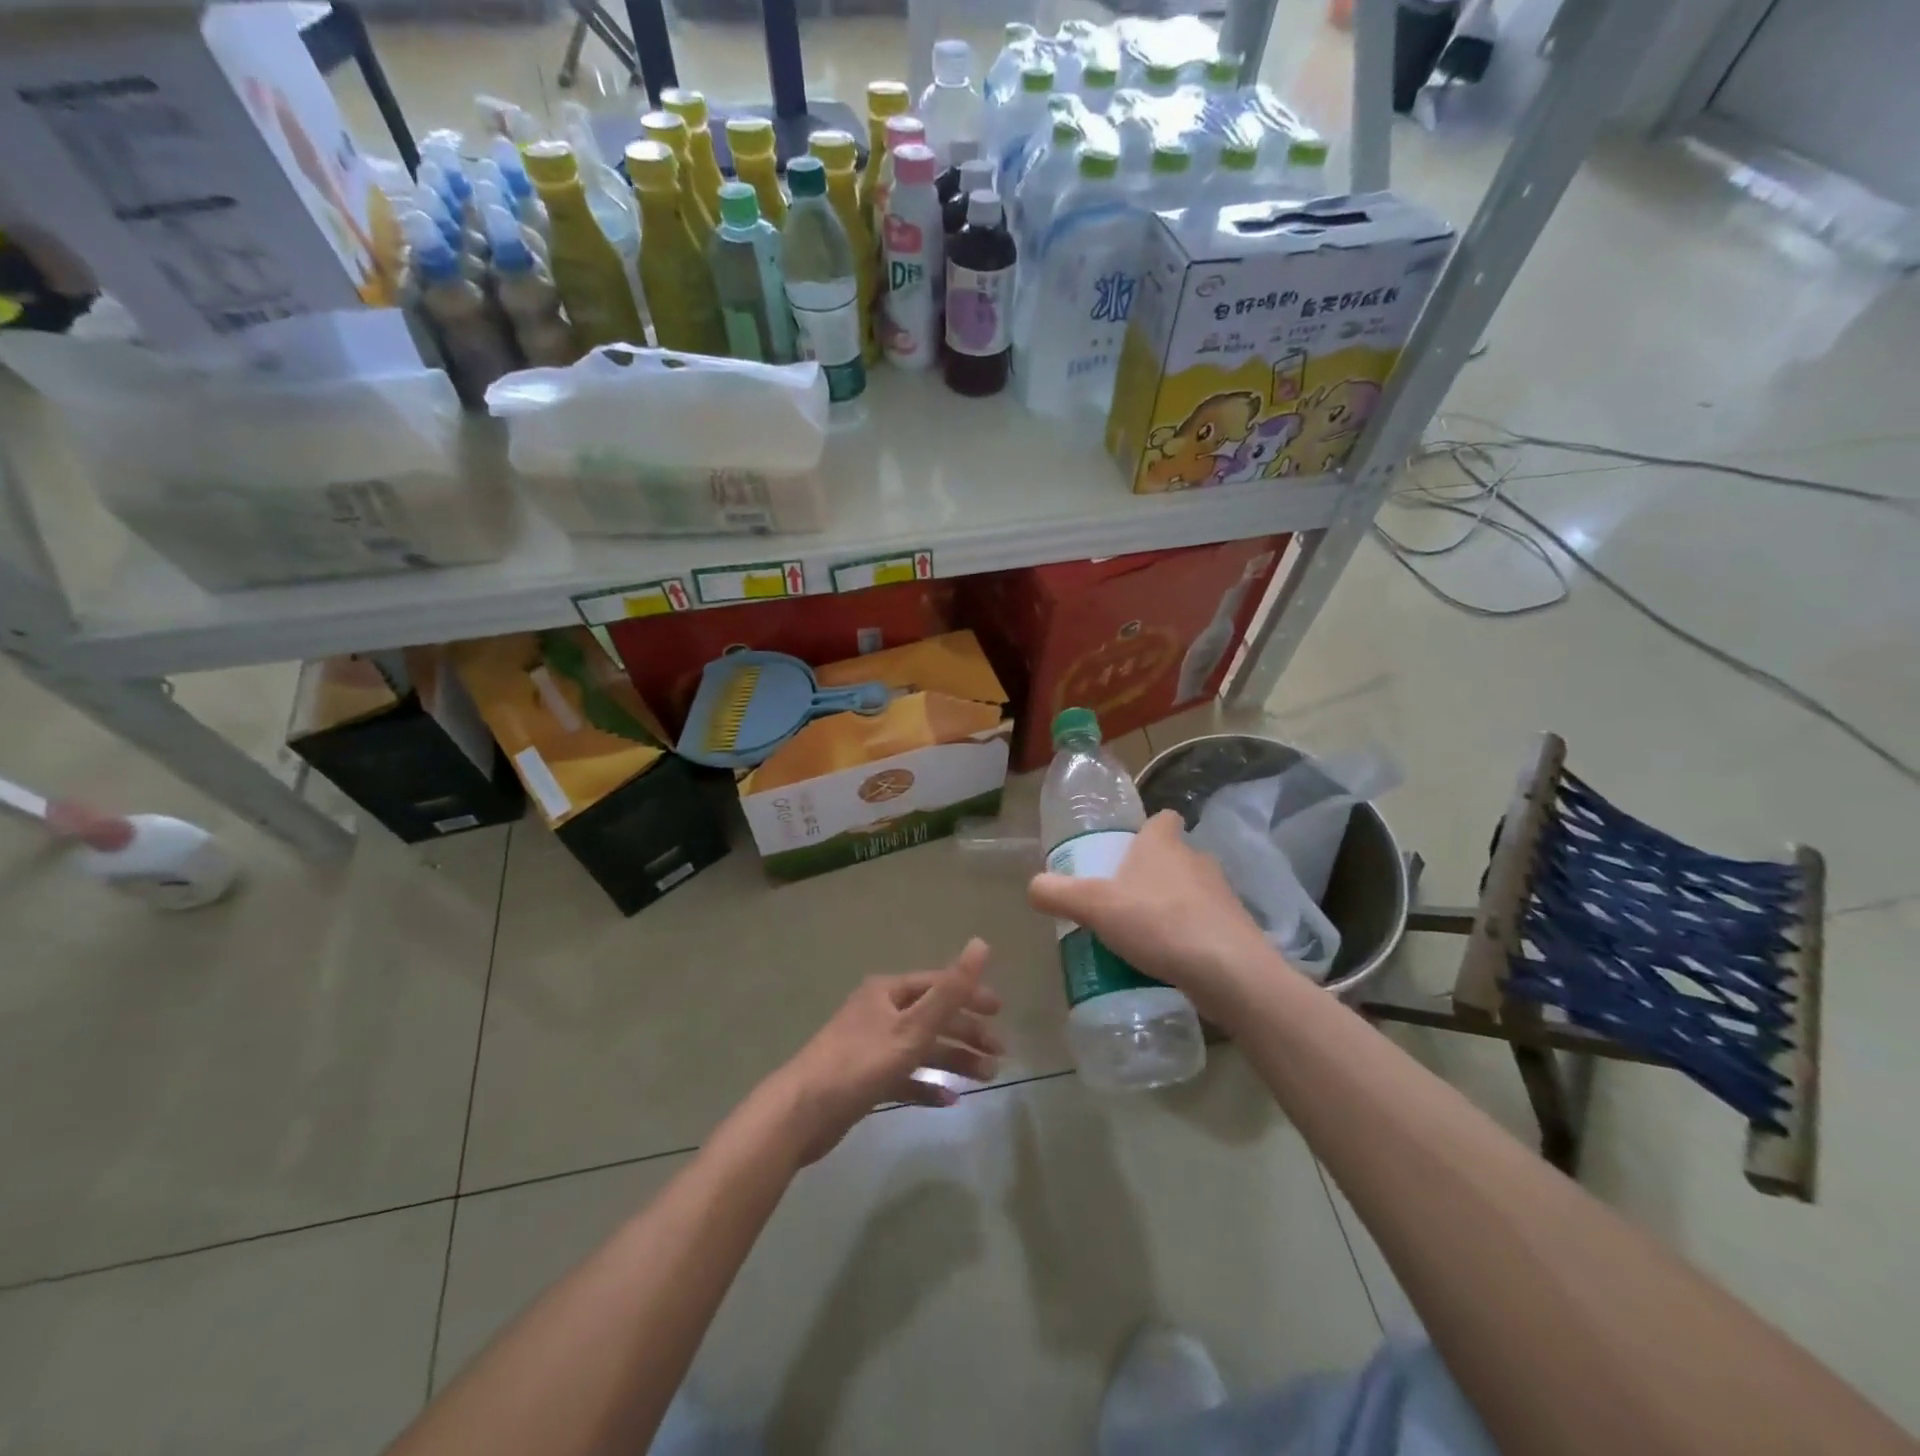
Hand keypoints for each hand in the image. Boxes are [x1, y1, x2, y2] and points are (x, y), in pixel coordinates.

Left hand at [764, 939, 1002, 1165]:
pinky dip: (928, 1085)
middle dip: (966, 1032)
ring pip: (921, 1048)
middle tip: (999, 1053)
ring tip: (986, 1078)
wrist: (800, 1114)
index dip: (970, 994)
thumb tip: (981, 943)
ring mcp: (871, 1046)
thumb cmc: (860, 1063)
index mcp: (887, 992)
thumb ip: (950, 990)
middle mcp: (879, 1012)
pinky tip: (950, 1100)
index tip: (1000, 1013)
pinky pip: (905, 1077)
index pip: (937, 984)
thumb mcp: (912, 1027)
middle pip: (932, 1016)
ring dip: (953, 1060)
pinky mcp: (865, 1079)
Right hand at [1027, 810, 1281, 1022]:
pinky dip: (1189, 936)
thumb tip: (1034, 885)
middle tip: (1122, 900)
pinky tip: (1169, 961)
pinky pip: (1206, 925)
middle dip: (1151, 874)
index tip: (1127, 850)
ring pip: (1191, 891)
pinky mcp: (1236, 929)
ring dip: (1171, 907)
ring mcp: (1222, 895)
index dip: (1146, 829)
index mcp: (1163, 843)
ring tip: (1143, 936)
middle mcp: (1197, 860)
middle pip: (1173, 856)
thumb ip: (1059, 893)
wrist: (1229, 971)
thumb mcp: (1095, 907)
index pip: (1162, 818)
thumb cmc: (1158, 923)